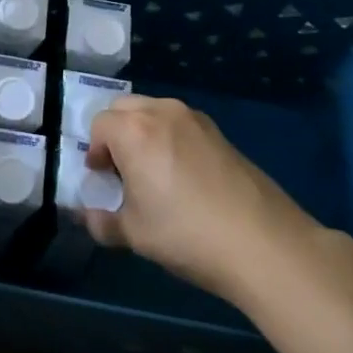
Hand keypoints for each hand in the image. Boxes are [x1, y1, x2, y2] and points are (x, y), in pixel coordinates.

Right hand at [85, 96, 318, 301]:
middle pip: (124, 108)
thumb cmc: (186, 234)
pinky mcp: (220, 133)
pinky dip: (170, 138)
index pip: (99, 125)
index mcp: (134, 130)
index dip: (94, 152)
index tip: (103, 180)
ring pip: (154, 112)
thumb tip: (89, 217)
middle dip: (116, 134)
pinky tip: (184, 177)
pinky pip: (181, 124)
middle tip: (123, 171)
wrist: (263, 243)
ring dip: (143, 133)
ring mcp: (196, 119)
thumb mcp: (134, 234)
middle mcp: (162, 112)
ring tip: (153, 173)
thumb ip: (102, 222)